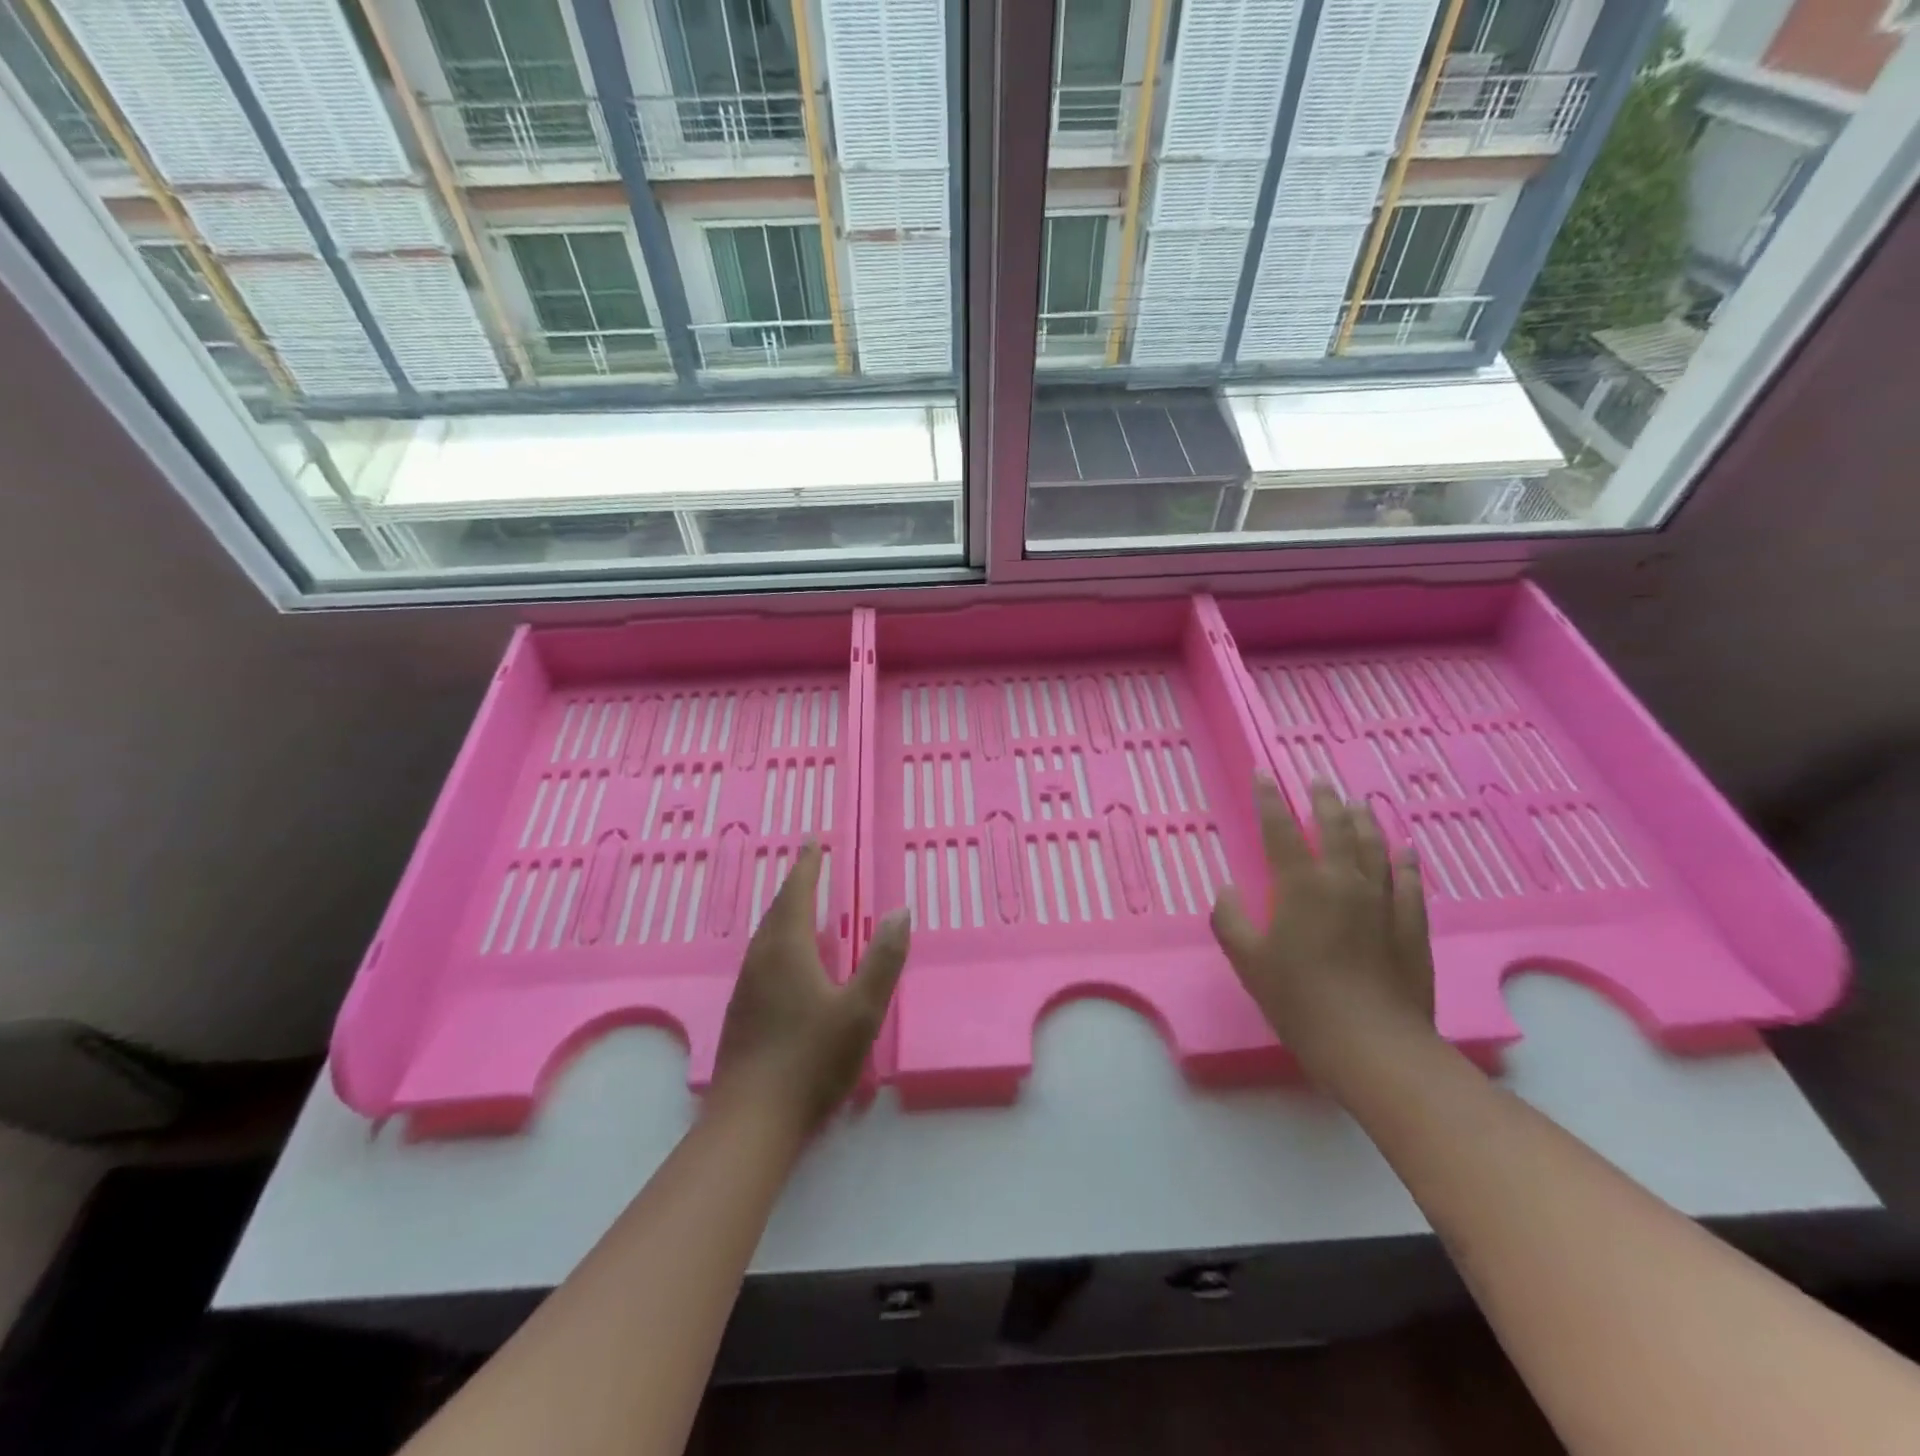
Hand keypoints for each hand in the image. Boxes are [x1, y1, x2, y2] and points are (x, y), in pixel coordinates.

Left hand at [710, 842, 909, 1135]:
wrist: (751, 1121)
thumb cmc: (811, 1060)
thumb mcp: (861, 1010)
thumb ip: (883, 960)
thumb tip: (900, 911)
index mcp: (787, 950)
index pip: (796, 893)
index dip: (807, 866)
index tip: (812, 840)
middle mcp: (761, 959)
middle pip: (777, 910)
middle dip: (795, 884)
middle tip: (810, 865)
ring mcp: (747, 987)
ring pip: (766, 935)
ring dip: (785, 912)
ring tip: (801, 905)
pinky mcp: (742, 1012)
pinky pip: (763, 957)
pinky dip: (779, 940)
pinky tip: (791, 961)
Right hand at [1210, 777, 1435, 1078]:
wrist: (1372, 1044)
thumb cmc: (1299, 1000)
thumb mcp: (1247, 961)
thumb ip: (1229, 920)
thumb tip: (1226, 891)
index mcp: (1300, 885)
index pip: (1279, 828)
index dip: (1268, 798)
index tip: (1263, 773)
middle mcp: (1343, 880)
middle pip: (1334, 827)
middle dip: (1322, 800)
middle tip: (1317, 781)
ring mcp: (1382, 900)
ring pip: (1374, 846)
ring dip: (1364, 820)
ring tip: (1358, 803)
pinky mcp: (1411, 924)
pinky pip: (1409, 881)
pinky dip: (1405, 861)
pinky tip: (1405, 850)